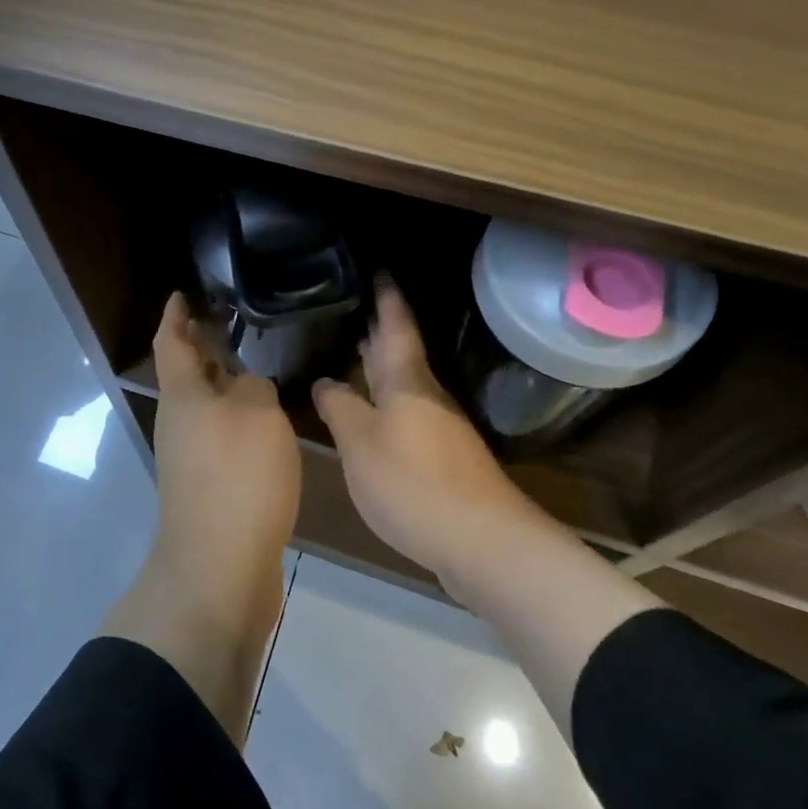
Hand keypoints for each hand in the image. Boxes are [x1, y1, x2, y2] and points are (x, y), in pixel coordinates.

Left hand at [150, 293, 301, 608]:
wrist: (219, 567)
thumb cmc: (237, 477)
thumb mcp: (259, 415)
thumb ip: (254, 387)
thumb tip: (245, 388)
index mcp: (182, 395)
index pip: (170, 341)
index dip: (175, 314)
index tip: (182, 293)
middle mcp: (178, 421)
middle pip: (185, 373)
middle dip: (201, 346)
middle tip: (228, 323)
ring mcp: (188, 456)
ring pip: (203, 405)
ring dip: (220, 382)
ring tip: (252, 366)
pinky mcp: (205, 485)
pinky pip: (217, 434)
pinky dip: (233, 417)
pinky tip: (261, 421)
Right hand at [312, 282, 536, 581]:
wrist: (481, 541)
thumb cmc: (413, 482)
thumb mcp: (361, 444)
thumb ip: (339, 408)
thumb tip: (325, 382)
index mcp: (406, 380)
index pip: (396, 324)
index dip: (386, 296)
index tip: (377, 268)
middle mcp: (426, 395)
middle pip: (399, 352)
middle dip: (378, 328)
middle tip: (350, 305)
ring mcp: (438, 426)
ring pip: (402, 383)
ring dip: (379, 365)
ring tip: (350, 351)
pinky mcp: (441, 455)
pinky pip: (405, 413)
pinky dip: (384, 401)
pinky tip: (368, 412)